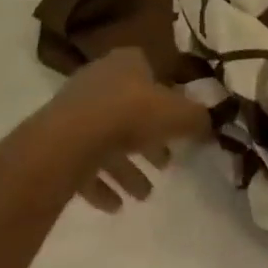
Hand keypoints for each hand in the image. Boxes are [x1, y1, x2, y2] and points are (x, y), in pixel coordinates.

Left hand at [33, 47, 208, 212]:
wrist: (68, 142)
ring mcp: (74, 111)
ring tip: (144, 194)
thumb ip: (198, 119)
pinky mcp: (56, 142)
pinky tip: (115, 205)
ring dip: (127, 168)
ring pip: (108, 140)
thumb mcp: (180, 114)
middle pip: (131, 110)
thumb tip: (211, 124)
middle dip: (150, 140)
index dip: (169, 97)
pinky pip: (84, 163)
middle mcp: (99, 80)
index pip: (153, 72)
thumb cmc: (131, 115)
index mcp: (128, 62)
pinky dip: (101, 184)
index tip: (179, 122)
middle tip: (166, 163)